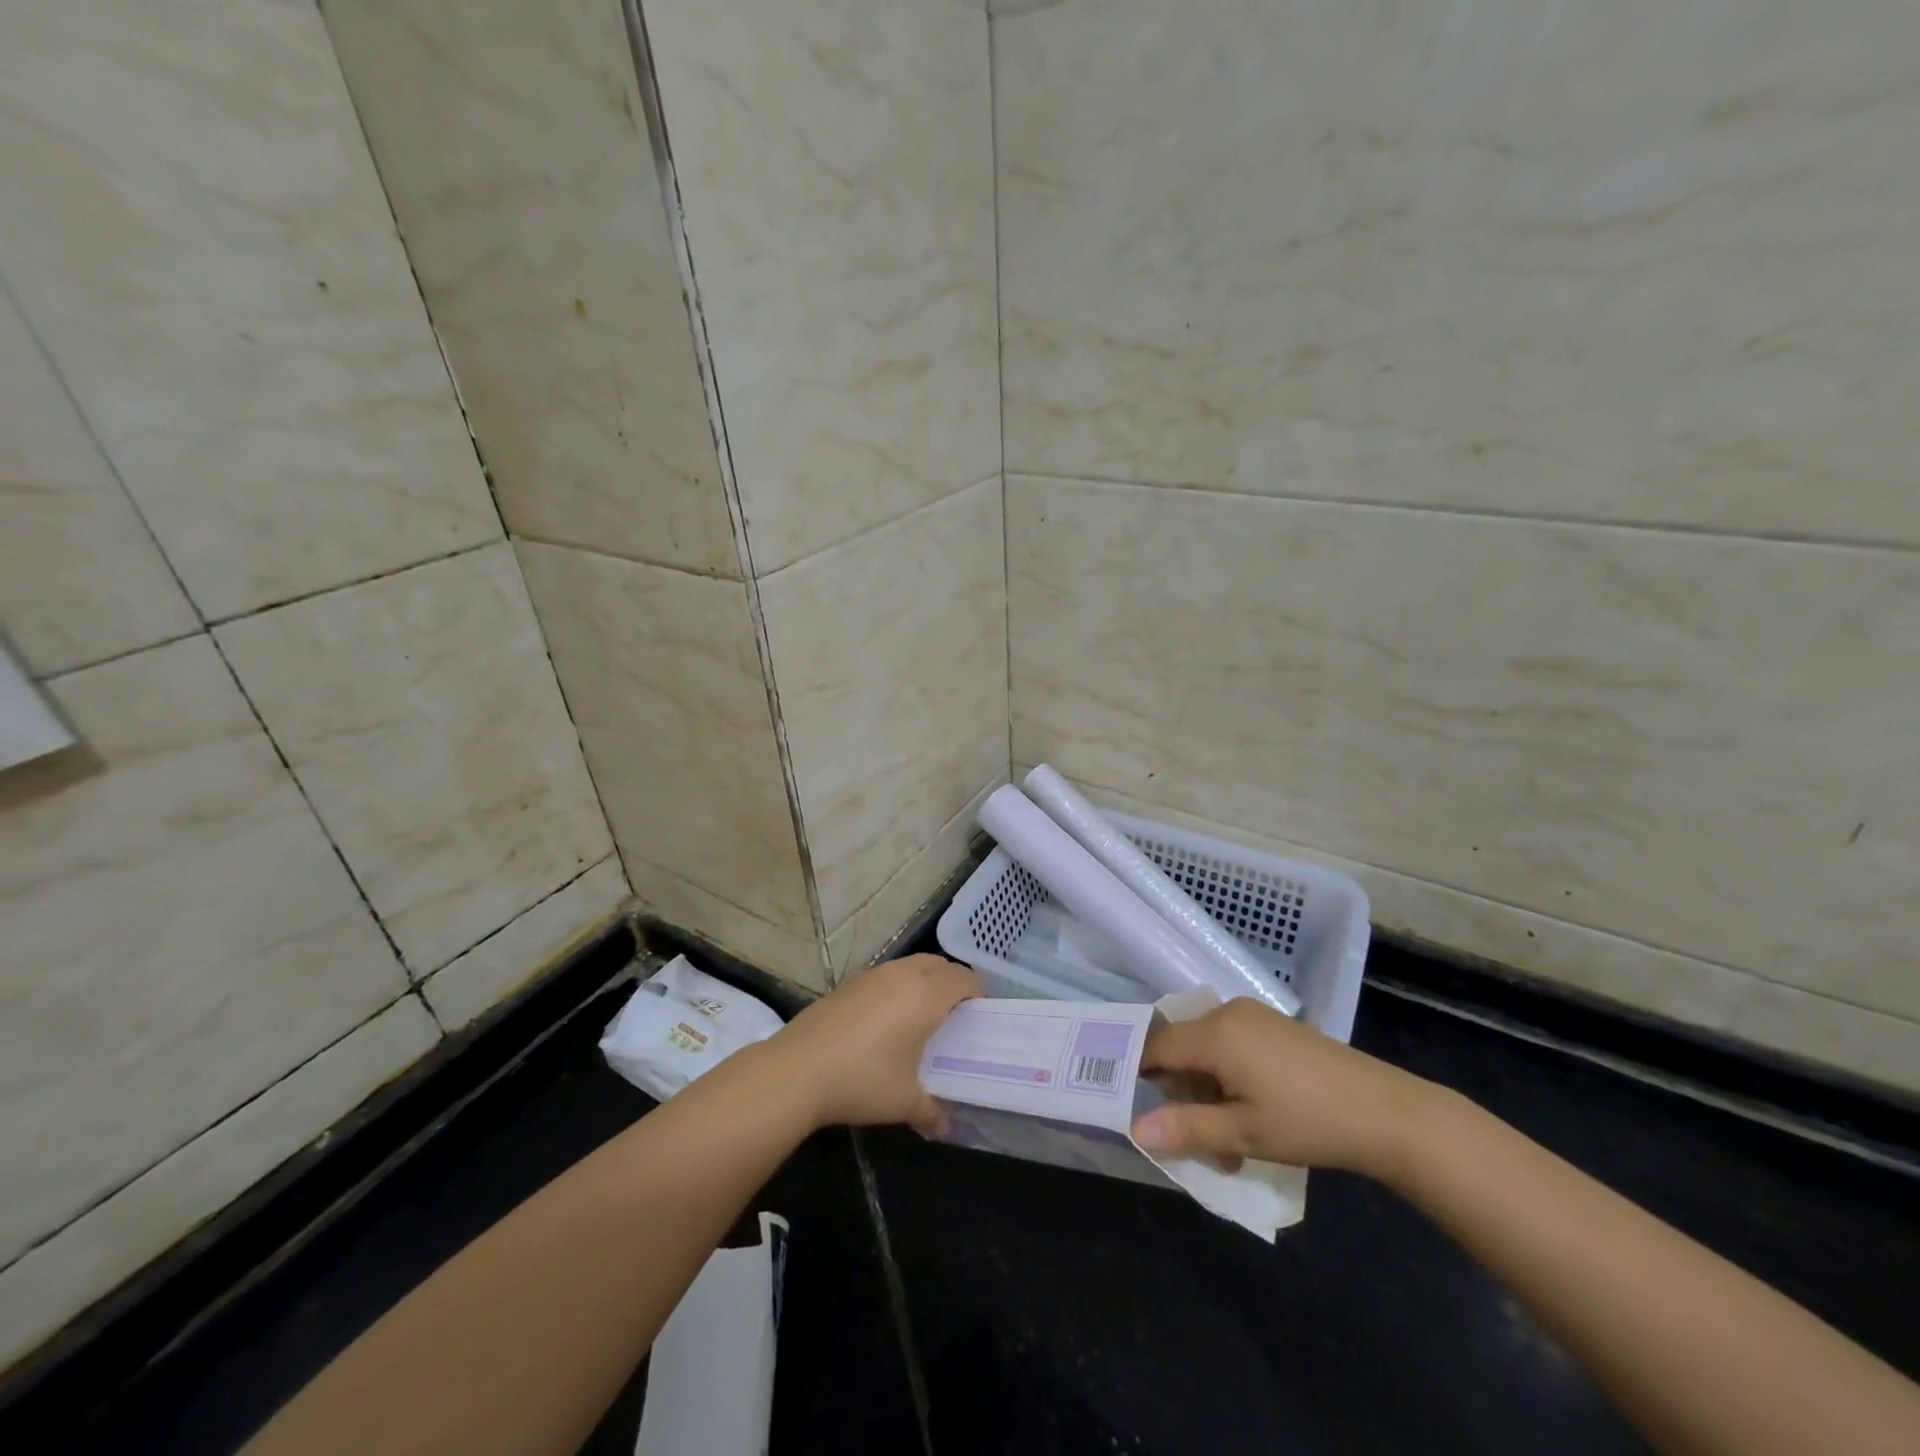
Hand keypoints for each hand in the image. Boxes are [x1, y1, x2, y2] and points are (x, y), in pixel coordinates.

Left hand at [774, 954, 980, 1133]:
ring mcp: (873, 975)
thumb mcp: (904, 1101)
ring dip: (923, 981)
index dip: (976, 992)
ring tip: (921, 1016)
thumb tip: (945, 1125)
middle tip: (954, 1015)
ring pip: (911, 965)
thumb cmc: (862, 1079)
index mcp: (926, 995)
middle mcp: (903, 975)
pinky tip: (887, 1020)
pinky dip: (898, 987)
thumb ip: (931, 1111)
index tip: (979, 1015)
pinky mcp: (849, 983)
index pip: (963, 978)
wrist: (798, 1069)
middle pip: (938, 964)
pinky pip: (886, 975)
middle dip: (952, 982)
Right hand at [1129, 999, 1438, 1179]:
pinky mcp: (1274, 1026)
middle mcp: (1227, 1014)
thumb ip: (1187, 1128)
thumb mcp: (1243, 1134)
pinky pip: (1231, 1045)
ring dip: (1208, 1094)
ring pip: (1207, 1051)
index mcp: (1214, 1033)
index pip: (1156, 1047)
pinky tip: (1251, 1116)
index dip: (1140, 1076)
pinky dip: (1228, 1079)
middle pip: (1182, 1050)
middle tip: (1200, 1146)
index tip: (1135, 1110)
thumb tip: (1135, 1130)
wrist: (1388, 1112)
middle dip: (1182, 1097)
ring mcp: (1253, 1017)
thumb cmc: (1309, 1122)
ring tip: (1231, 1146)